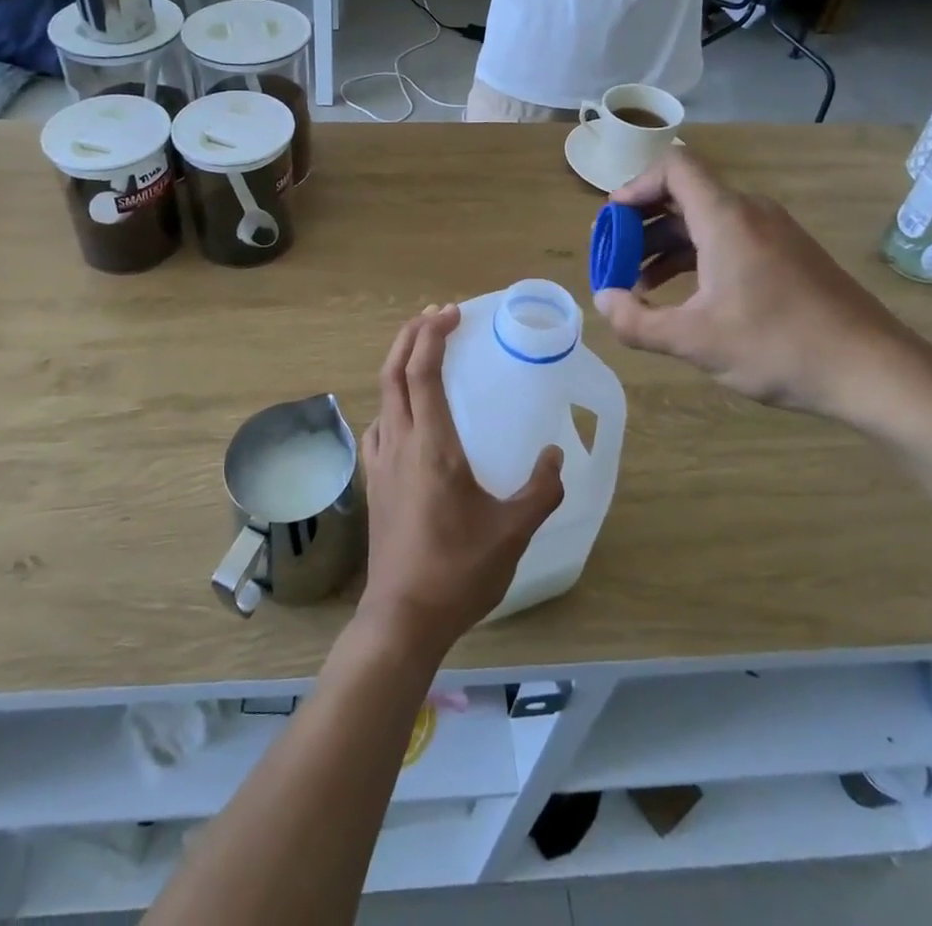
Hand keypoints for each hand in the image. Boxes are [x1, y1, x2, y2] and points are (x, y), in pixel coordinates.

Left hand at [357, 306, 564, 655]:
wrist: (403, 616)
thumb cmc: (458, 570)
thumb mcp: (513, 531)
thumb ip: (541, 490)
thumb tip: (557, 455)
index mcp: (431, 445)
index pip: (423, 372)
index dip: (432, 335)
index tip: (450, 313)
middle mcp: (399, 442)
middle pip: (393, 372)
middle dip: (409, 336)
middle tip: (434, 316)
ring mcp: (381, 463)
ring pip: (382, 396)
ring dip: (398, 365)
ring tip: (422, 354)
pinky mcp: (375, 484)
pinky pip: (378, 426)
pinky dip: (391, 402)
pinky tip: (406, 415)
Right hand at [592, 149, 922, 419]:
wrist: (875, 371)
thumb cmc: (778, 346)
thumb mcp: (694, 340)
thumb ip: (636, 321)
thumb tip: (603, 301)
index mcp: (726, 217)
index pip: (673, 166)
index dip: (635, 185)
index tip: (610, 222)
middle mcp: (751, 213)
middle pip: (684, 194)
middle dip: (642, 222)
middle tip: (615, 256)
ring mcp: (774, 233)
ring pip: (706, 221)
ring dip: (667, 244)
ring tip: (640, 284)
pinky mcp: (788, 256)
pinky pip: (729, 239)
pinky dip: (697, 257)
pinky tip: (685, 297)